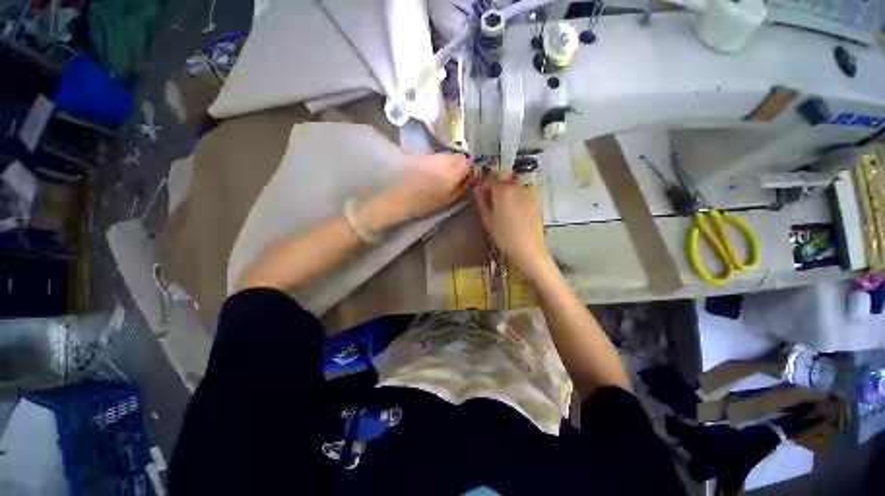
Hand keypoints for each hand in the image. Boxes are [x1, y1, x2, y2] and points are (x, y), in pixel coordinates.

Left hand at [389, 153, 471, 219]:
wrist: (403, 198)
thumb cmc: (428, 203)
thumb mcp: (449, 200)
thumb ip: (462, 188)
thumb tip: (470, 179)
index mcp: (453, 172)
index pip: (468, 163)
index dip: (469, 170)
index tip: (466, 178)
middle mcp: (445, 160)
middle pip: (459, 157)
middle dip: (460, 165)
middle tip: (456, 177)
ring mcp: (434, 156)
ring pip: (448, 155)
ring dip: (450, 162)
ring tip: (444, 175)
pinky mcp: (424, 156)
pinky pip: (438, 156)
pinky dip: (440, 162)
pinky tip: (434, 172)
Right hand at [472, 179, 550, 275]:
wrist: (527, 247)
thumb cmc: (503, 235)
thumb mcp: (487, 219)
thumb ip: (481, 202)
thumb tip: (476, 190)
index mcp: (502, 190)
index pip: (489, 181)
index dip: (483, 188)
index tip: (481, 198)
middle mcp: (516, 187)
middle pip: (502, 181)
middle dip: (495, 189)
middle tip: (491, 204)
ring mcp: (528, 193)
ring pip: (513, 187)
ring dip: (506, 192)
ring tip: (503, 208)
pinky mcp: (535, 200)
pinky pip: (522, 193)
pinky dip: (516, 197)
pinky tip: (514, 211)